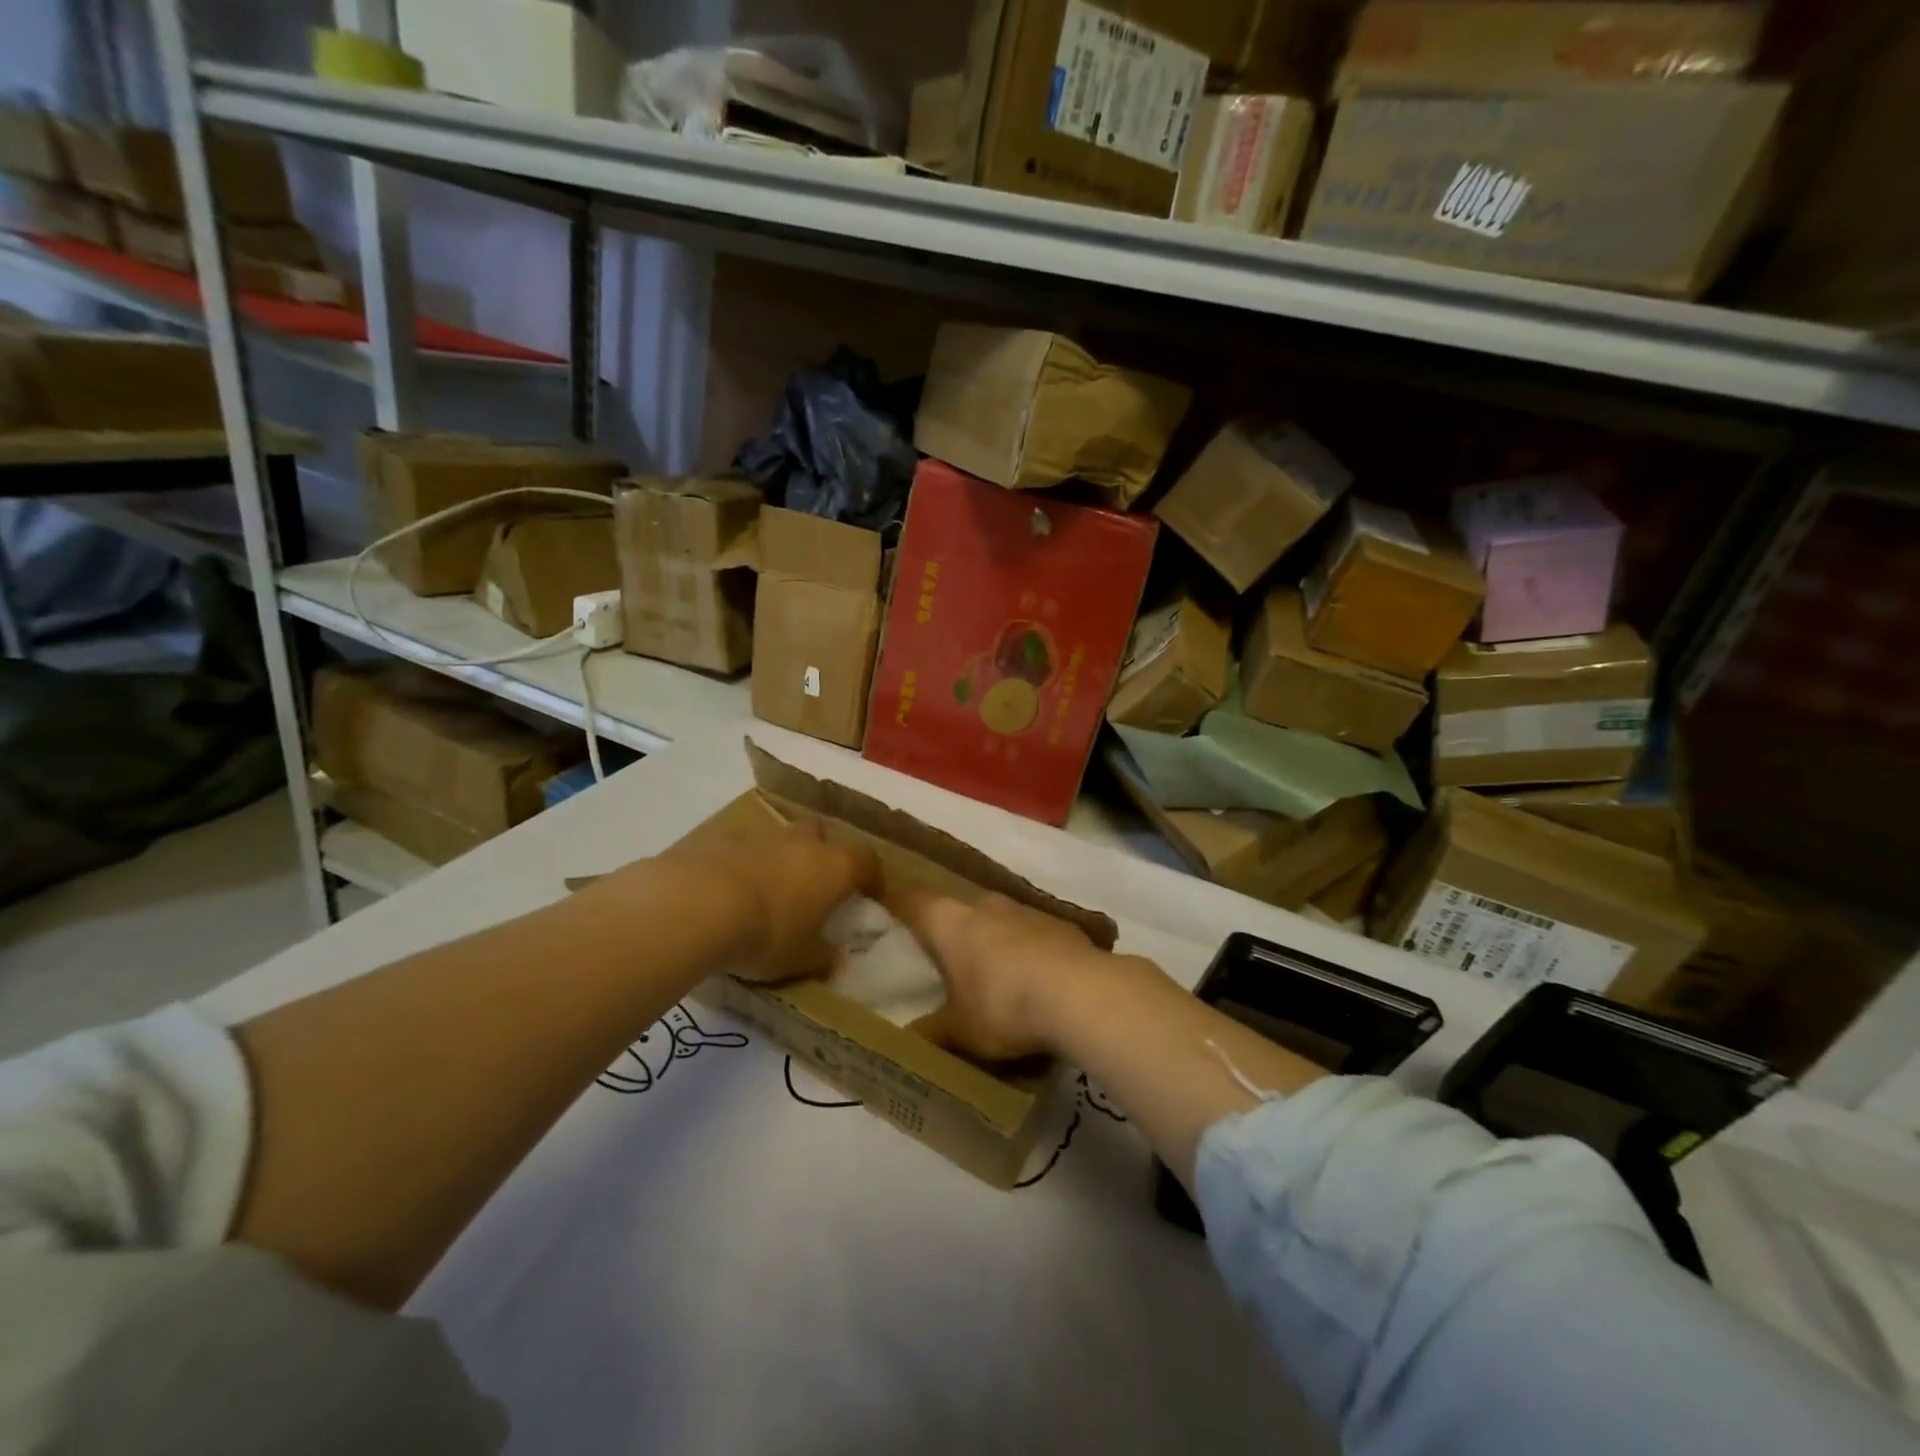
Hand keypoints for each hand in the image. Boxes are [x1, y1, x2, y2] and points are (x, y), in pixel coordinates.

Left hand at [653, 819, 877, 983]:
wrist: (698, 905)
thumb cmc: (767, 933)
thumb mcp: (801, 958)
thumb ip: (823, 955)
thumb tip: (836, 956)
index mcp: (834, 866)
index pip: (867, 859)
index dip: (872, 876)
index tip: (870, 894)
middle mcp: (802, 842)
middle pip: (822, 833)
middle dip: (823, 851)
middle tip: (816, 883)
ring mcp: (760, 836)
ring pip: (780, 839)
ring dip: (780, 858)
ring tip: (768, 891)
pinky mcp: (721, 838)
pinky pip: (742, 849)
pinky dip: (743, 864)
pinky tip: (729, 891)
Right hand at [895, 890, 1105, 1062]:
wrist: (1081, 993)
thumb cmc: (1002, 1005)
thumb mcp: (959, 1031)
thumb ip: (931, 1033)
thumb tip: (908, 1041)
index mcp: (949, 921)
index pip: (912, 900)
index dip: (897, 905)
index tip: (887, 915)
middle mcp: (984, 903)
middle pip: (956, 908)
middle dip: (949, 930)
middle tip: (940, 959)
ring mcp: (1025, 909)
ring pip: (996, 919)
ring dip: (990, 939)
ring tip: (988, 974)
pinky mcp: (1060, 923)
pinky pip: (1031, 934)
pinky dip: (1025, 951)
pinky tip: (1032, 980)